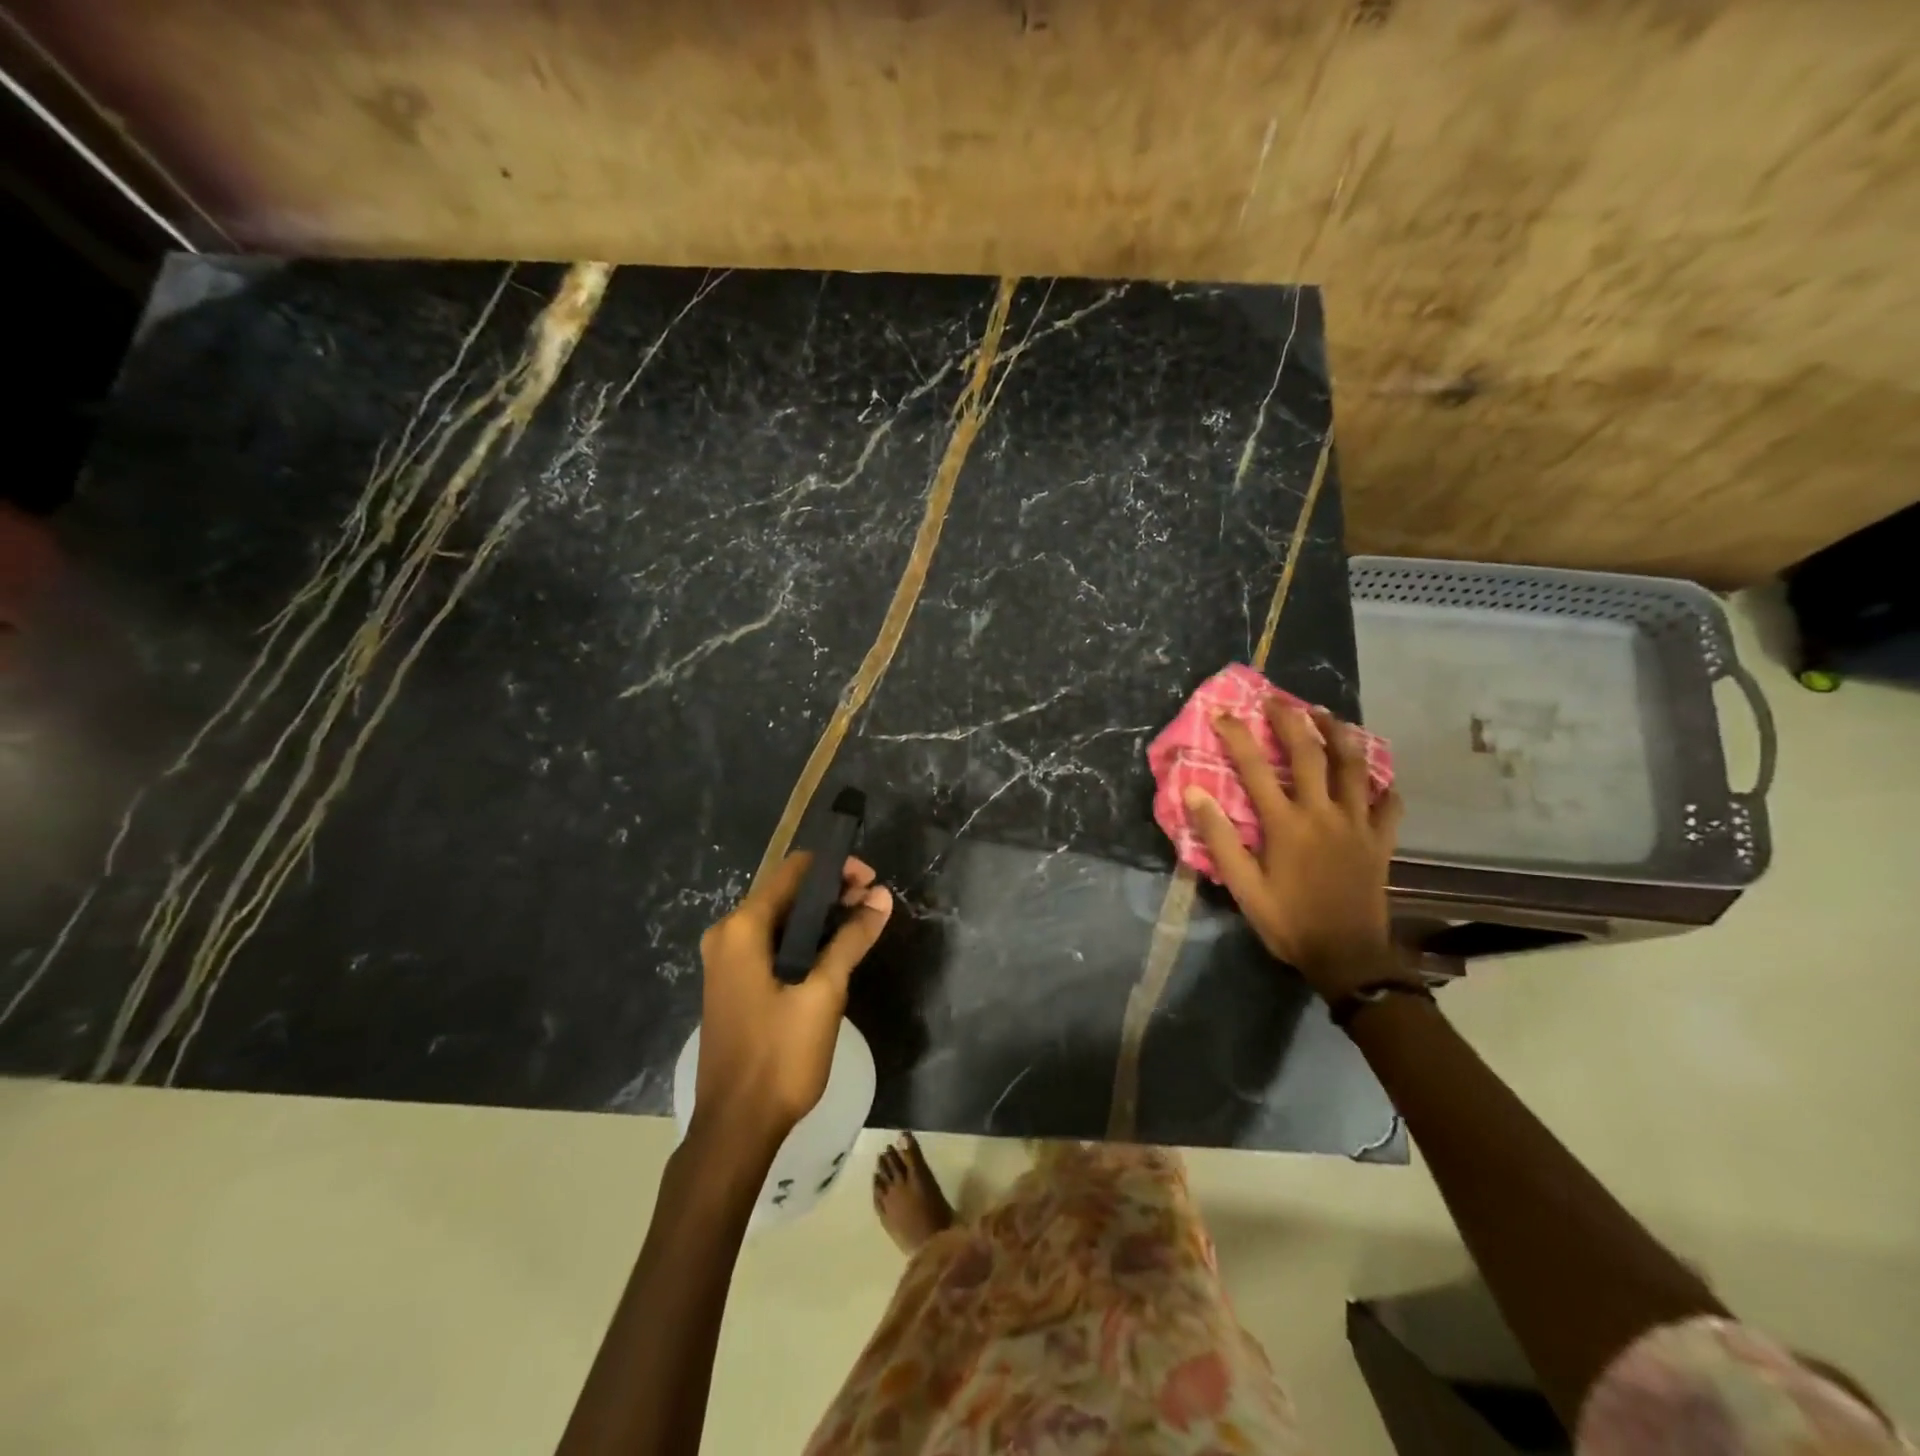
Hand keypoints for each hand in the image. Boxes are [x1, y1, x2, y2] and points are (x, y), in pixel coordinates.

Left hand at [694, 853, 892, 1147]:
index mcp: (742, 928)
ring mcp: (726, 960)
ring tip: (862, 923)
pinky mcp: (734, 983)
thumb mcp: (823, 993)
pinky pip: (771, 944)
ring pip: (781, 919)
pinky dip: (803, 939)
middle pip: (786, 892)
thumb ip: (851, 939)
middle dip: (831, 891)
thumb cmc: (779, 1057)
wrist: (736, 1128)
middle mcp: (727, 935)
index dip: (835, 868)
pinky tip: (834, 950)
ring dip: (820, 916)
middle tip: (873, 903)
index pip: (794, 871)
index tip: (871, 880)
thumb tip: (881, 897)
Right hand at [1185, 700, 1405, 999]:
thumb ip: (1220, 838)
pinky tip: (1376, 774)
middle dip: (1290, 720)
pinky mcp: (1380, 840)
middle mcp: (1322, 813)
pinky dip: (1383, 784)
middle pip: (1308, 754)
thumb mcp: (1243, 886)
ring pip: (1352, 767)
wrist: (1347, 957)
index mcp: (1285, 824)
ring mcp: (1357, 824)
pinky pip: (1388, 804)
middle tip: (1276, 700)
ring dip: (1338, 735)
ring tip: (1326, 714)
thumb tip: (1194, 793)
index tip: (1223, 714)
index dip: (1238, 736)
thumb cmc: (1288, 922)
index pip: (1255, 768)